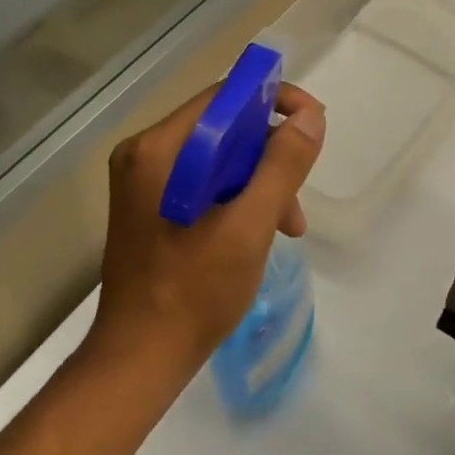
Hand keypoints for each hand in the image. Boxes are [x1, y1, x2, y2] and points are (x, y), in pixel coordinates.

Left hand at [93, 82, 324, 375]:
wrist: (141, 357)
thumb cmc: (194, 292)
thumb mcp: (249, 227)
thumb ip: (281, 166)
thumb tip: (310, 117)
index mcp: (159, 150)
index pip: (224, 97)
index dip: (274, 100)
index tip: (314, 124)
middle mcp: (146, 155)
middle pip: (224, 127)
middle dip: (270, 154)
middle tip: (298, 197)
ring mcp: (146, 182)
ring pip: (220, 157)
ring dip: (260, 181)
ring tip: (287, 226)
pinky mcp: (153, 207)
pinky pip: (206, 182)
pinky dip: (240, 198)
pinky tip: (260, 233)